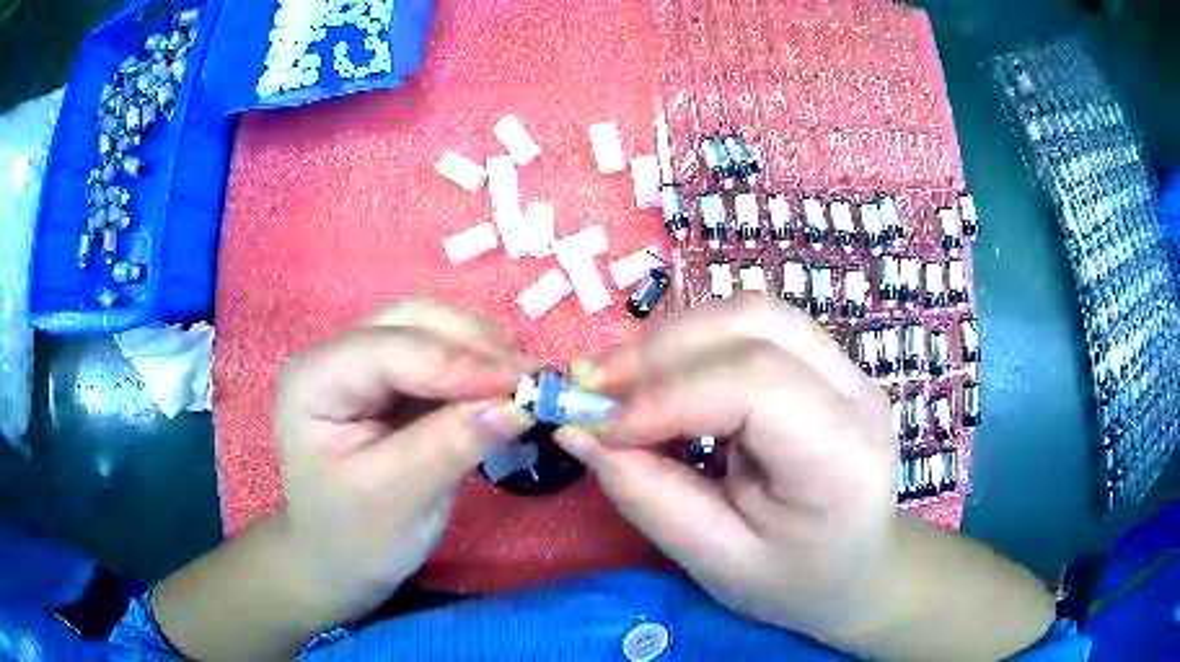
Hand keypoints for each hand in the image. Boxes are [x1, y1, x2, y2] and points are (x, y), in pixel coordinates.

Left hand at [274, 297, 533, 616]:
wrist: (337, 561)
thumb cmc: (355, 538)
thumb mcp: (400, 498)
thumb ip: (452, 445)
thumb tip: (518, 404)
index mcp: (314, 380)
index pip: (392, 350)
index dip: (460, 362)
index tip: (525, 384)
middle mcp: (333, 356)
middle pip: (411, 321)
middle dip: (474, 344)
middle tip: (532, 377)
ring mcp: (360, 364)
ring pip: (429, 330)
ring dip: (480, 350)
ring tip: (526, 381)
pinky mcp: (386, 382)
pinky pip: (437, 357)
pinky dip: (475, 369)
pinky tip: (503, 387)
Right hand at [555, 296, 895, 640]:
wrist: (858, 568)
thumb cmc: (793, 580)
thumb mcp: (715, 560)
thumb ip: (647, 495)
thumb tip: (577, 431)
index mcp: (842, 456)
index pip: (754, 384)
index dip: (666, 394)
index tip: (596, 423)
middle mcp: (856, 392)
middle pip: (754, 324)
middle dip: (661, 348)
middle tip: (593, 387)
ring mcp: (848, 368)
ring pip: (752, 313)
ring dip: (675, 337)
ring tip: (622, 381)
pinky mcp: (829, 362)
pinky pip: (756, 328)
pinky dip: (696, 343)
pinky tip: (666, 379)